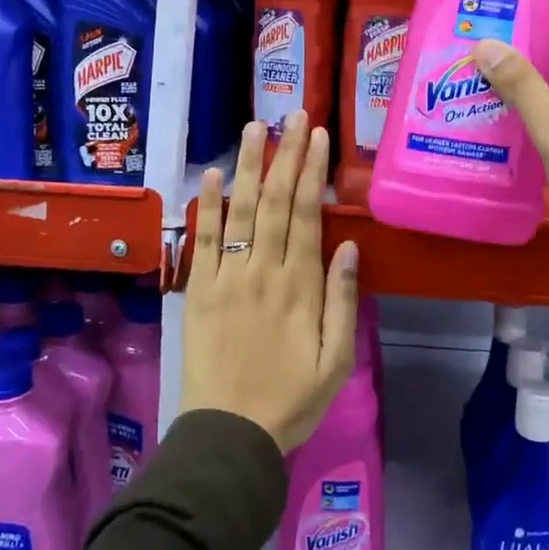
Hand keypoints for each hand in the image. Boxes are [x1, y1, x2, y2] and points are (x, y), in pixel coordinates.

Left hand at [183, 111, 360, 452]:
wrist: (230, 435)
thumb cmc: (292, 400)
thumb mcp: (337, 360)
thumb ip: (343, 300)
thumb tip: (349, 246)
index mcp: (301, 287)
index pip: (307, 215)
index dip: (311, 172)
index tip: (316, 136)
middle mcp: (264, 271)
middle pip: (276, 203)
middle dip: (286, 155)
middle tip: (292, 115)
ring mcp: (227, 278)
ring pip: (241, 211)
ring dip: (248, 167)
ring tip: (255, 128)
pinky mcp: (198, 291)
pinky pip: (203, 241)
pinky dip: (206, 207)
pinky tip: (210, 175)